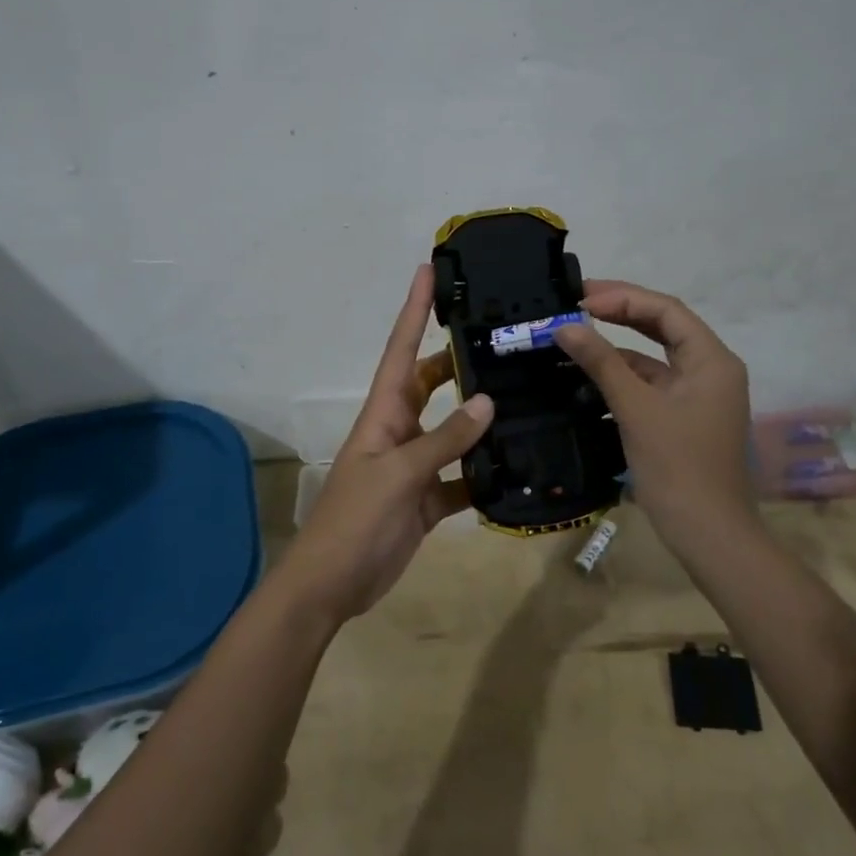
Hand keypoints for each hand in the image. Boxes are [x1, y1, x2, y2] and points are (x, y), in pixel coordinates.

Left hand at [274, 265, 494, 623]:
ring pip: (452, 431)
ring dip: (480, 419)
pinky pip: (461, 479)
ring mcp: (414, 466)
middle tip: (500, 339)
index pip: (401, 350)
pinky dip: (484, 475)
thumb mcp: (399, 473)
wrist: (332, 584)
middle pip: (431, 384)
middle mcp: (399, 431)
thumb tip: (487, 400)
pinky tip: (517, 469)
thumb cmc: (355, 519)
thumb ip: (444, 439)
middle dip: (458, 360)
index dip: (413, 310)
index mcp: (383, 413)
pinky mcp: (427, 500)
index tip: (428, 271)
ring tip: (523, 397)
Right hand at [556, 281, 755, 546]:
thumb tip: (565, 327)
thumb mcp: (636, 409)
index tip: (580, 300)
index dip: (622, 298)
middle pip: (663, 326)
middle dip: (620, 312)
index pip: (666, 310)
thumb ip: (602, 363)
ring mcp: (698, 394)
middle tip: (576, 303)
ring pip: (655, 356)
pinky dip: (624, 374)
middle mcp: (710, 369)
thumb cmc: (677, 466)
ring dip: (618, 345)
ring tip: (575, 334)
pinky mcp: (684, 416)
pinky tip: (590, 374)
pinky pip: (652, 383)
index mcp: (711, 360)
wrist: (708, 533)